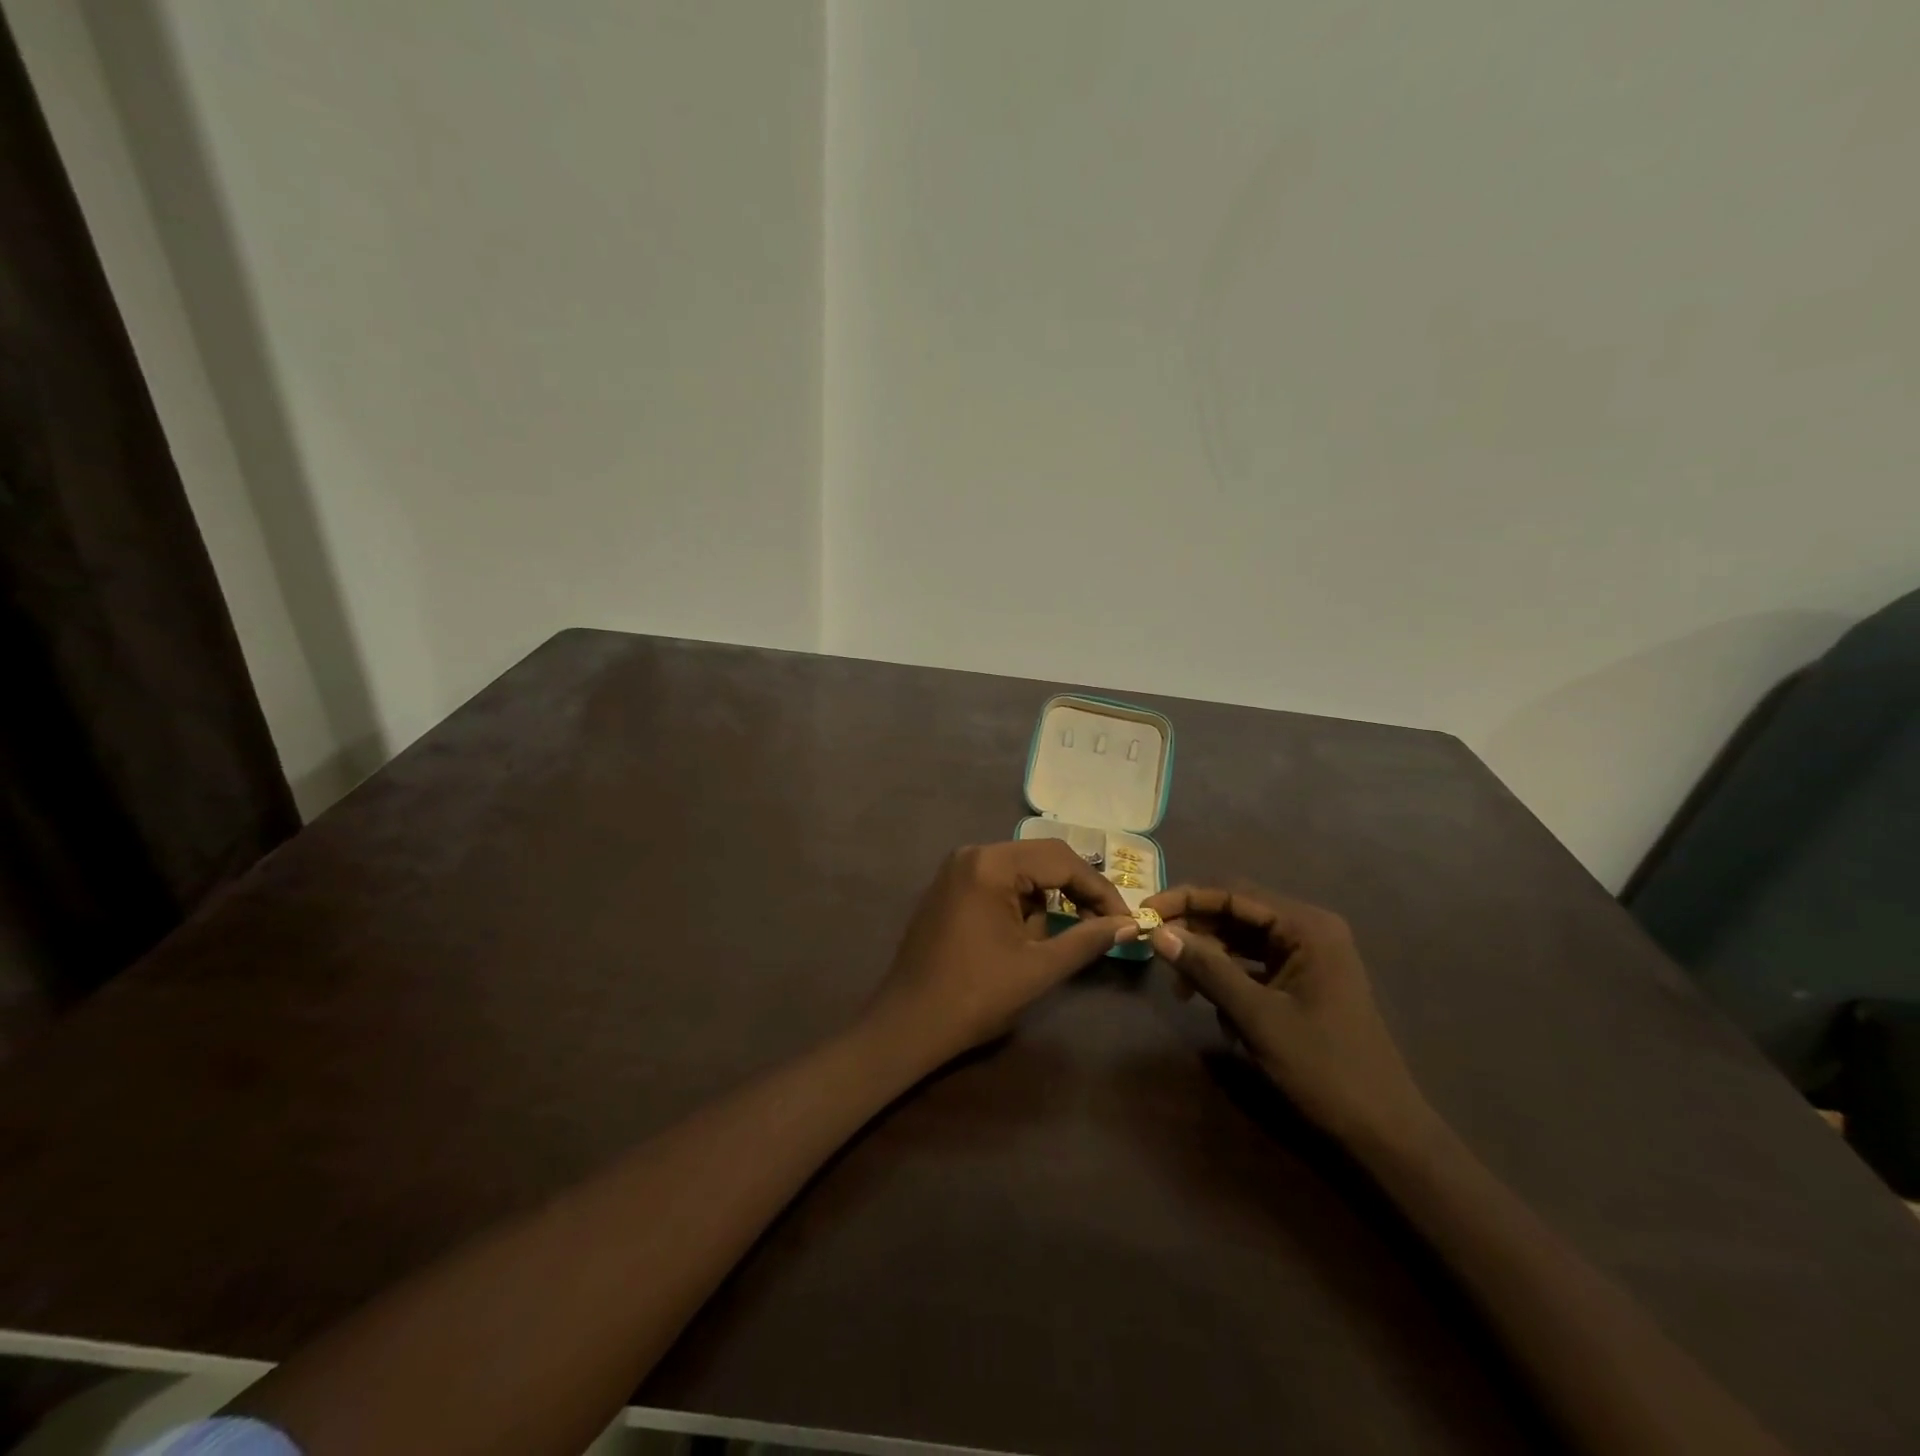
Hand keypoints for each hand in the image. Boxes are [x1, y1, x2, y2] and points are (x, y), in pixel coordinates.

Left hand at [861, 841, 1137, 1070]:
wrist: (908, 1024)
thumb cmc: (975, 996)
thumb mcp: (1039, 968)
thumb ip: (1087, 940)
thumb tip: (1129, 924)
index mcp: (991, 864)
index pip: (1061, 860)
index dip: (1099, 889)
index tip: (1125, 919)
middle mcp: (972, 854)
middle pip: (1041, 858)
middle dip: (1077, 890)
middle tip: (1106, 922)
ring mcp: (956, 870)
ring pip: (1021, 871)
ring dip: (1050, 897)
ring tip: (1074, 931)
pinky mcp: (949, 888)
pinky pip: (999, 882)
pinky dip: (1023, 902)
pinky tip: (1034, 932)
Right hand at [1143, 886, 1433, 1148]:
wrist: (1383, 1130)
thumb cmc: (1324, 1068)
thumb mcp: (1257, 1017)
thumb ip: (1208, 969)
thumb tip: (1158, 933)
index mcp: (1307, 927)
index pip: (1233, 893)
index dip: (1185, 899)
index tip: (1145, 912)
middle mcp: (1308, 930)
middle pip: (1236, 912)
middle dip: (1194, 930)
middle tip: (1155, 950)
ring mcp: (1307, 956)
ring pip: (1241, 939)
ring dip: (1208, 957)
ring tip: (1181, 989)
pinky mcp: (1302, 980)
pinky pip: (1253, 964)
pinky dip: (1228, 978)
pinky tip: (1213, 1007)